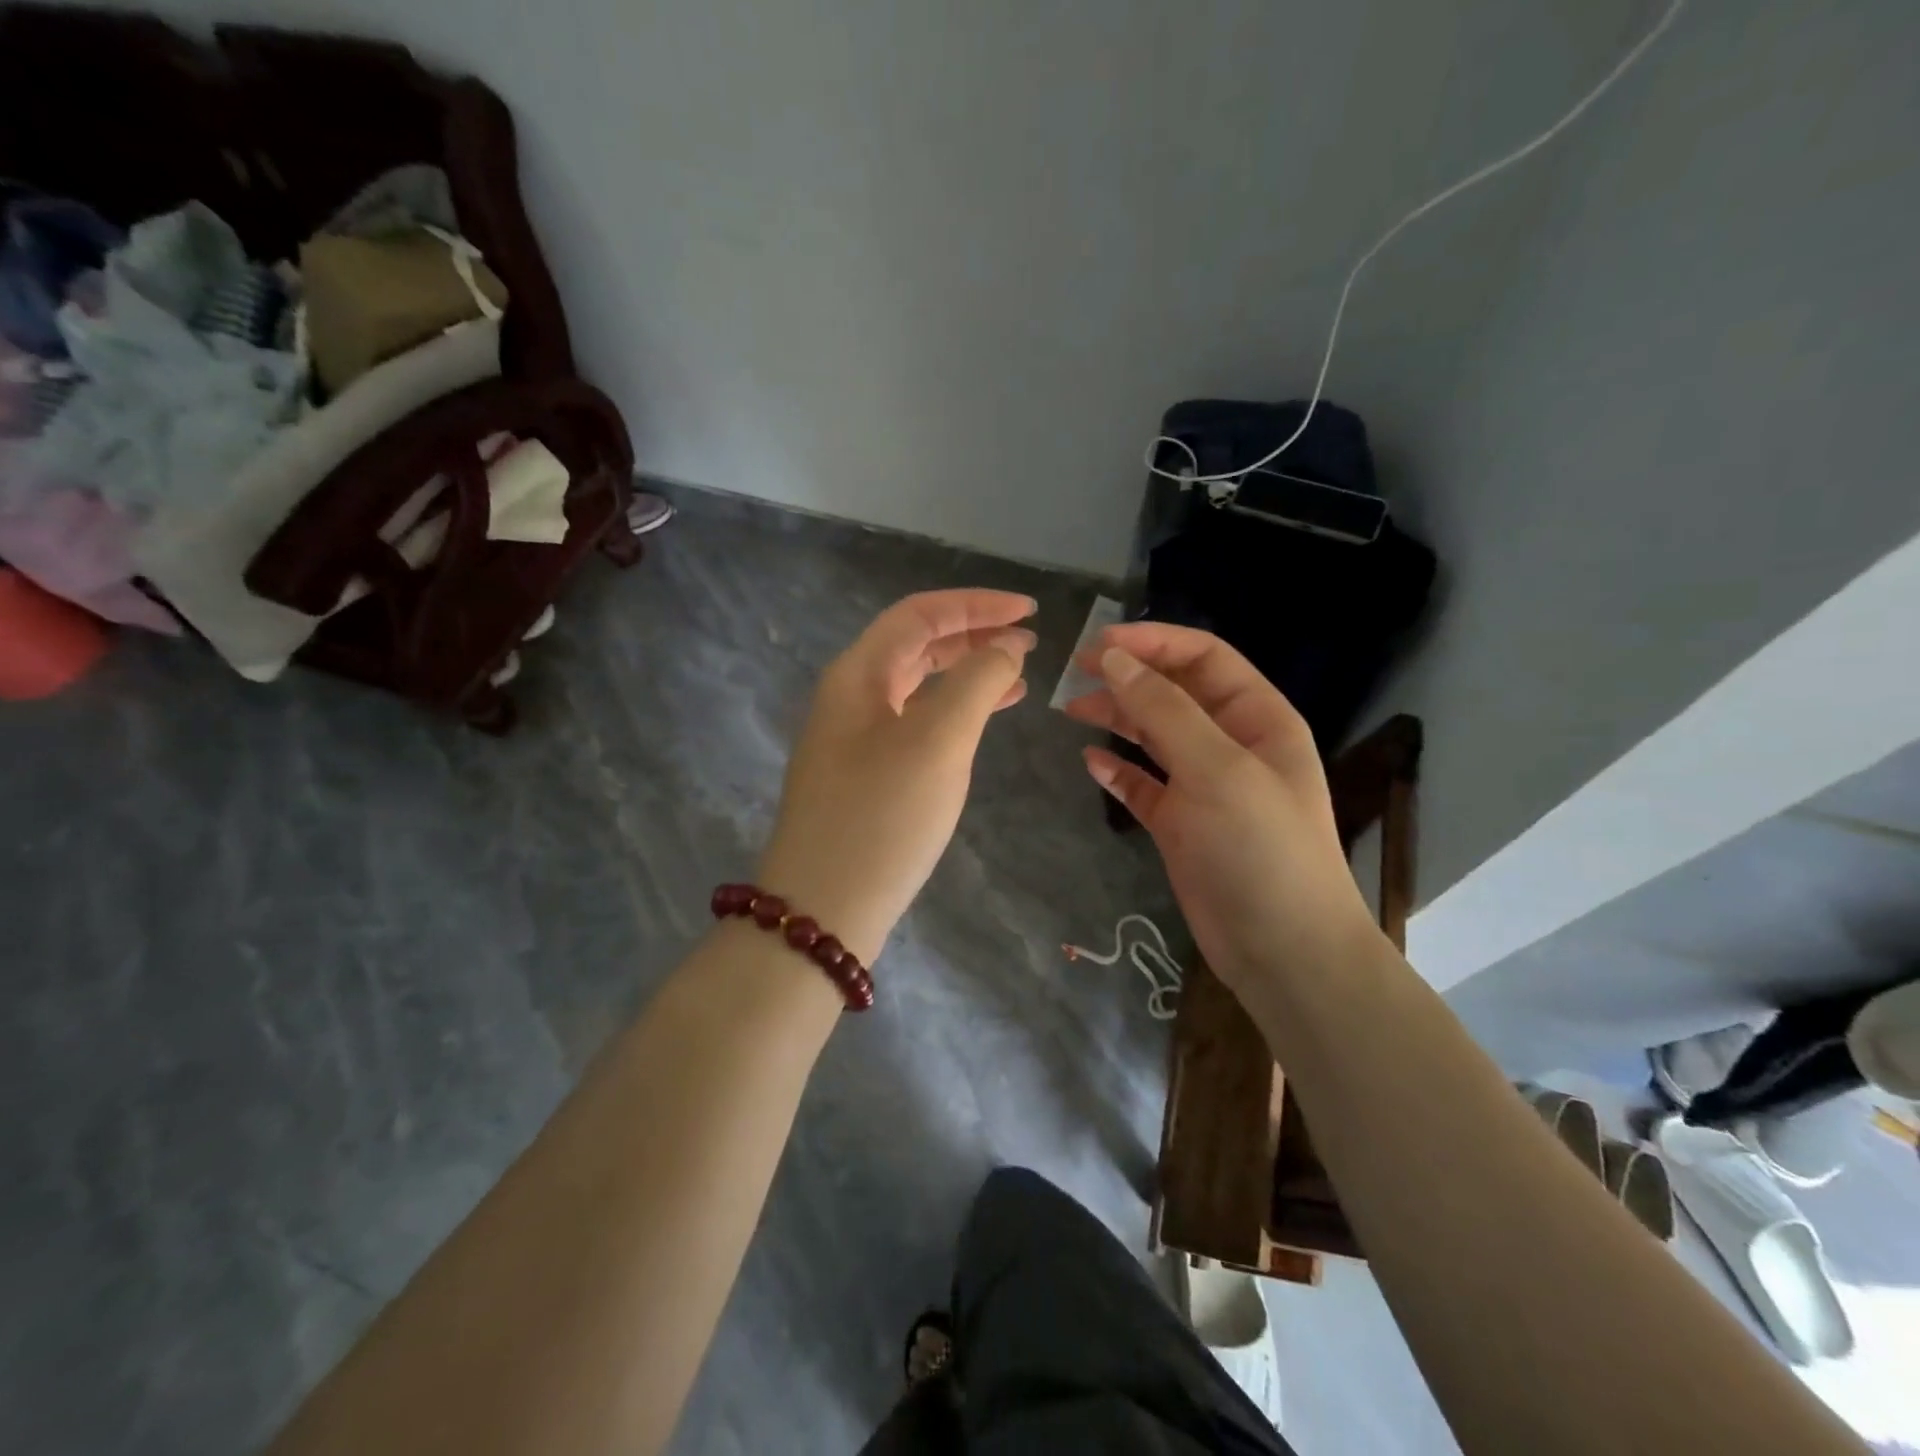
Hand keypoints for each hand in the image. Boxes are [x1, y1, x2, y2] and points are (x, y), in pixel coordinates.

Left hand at [758, 590, 1037, 964]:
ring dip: (967, 673)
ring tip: (1019, 676)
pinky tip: (984, 721)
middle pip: (916, 644)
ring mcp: (855, 736)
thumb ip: (977, 682)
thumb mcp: (938, 741)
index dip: (977, 605)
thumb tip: (1006, 647)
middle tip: (1029, 643)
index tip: (1031, 612)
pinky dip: (954, 712)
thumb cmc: (881, 817)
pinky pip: (916, 722)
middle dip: (974, 635)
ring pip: (918, 684)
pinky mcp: (866, 773)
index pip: (920, 614)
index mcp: (858, 673)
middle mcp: (851, 695)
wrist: (822, 909)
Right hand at [1065, 623, 1378, 993]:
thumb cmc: (1260, 849)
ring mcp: (1205, 787)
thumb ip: (1164, 711)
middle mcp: (1231, 745)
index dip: (1153, 643)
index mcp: (1258, 718)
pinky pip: (1144, 785)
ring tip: (1072, 710)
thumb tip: (1113, 659)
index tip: (1098, 645)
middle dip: (1128, 678)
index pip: (1204, 659)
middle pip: (1174, 693)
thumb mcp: (1216, 769)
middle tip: (1074, 674)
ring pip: (1154, 736)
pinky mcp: (1181, 825)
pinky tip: (1091, 763)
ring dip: (1116, 719)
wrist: (1284, 951)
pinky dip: (1118, 771)